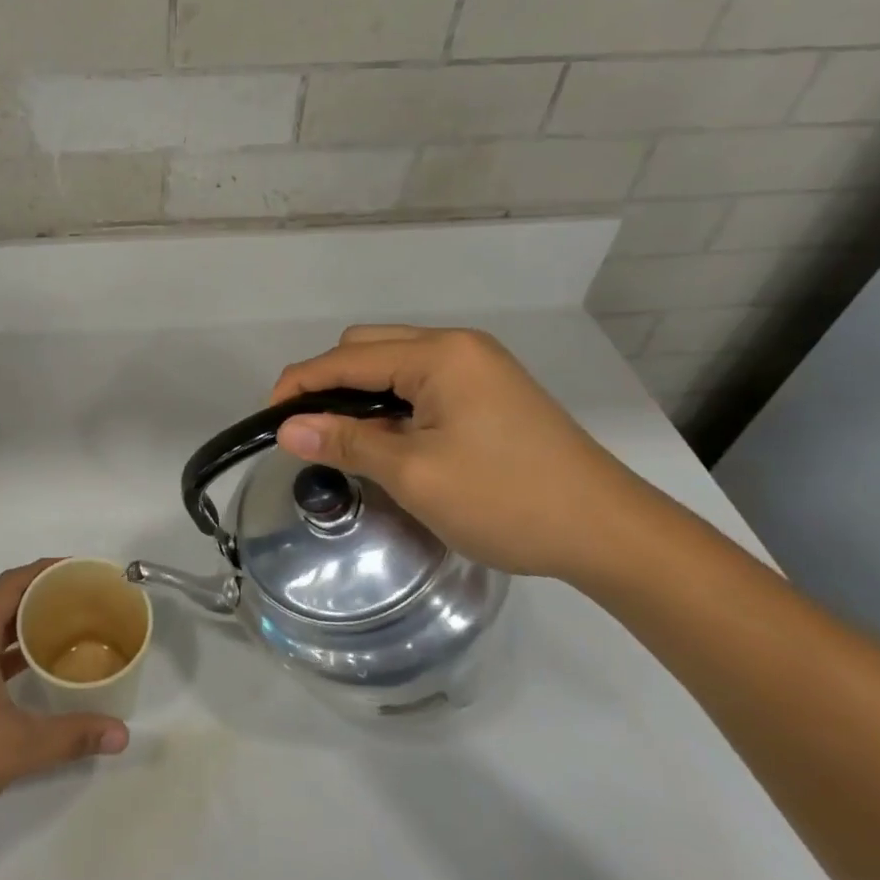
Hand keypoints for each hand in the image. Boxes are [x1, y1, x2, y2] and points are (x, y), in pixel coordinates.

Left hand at [0, 560, 128, 854]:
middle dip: (40, 597)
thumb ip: (72, 736)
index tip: (79, 570)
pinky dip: (7, 654)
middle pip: (1, 603)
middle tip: (82, 602)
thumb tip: (122, 734)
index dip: (44, 570)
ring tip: (65, 631)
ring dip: (23, 627)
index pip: (10, 584)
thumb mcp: (18, 748)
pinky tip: (31, 672)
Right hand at [271, 326, 668, 584]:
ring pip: (395, 365)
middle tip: (307, 431)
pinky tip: (388, 439)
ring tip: (342, 438)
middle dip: (328, 383)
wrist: (610, 533)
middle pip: (369, 349)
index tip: (269, 419)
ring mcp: (478, 367)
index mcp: (439, 354)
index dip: (300, 384)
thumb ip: (347, 442)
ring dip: (360, 395)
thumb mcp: (416, 474)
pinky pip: (422, 384)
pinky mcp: (490, 391)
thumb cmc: (507, 500)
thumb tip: (287, 428)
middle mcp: (457, 346)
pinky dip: (392, 404)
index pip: (348, 358)